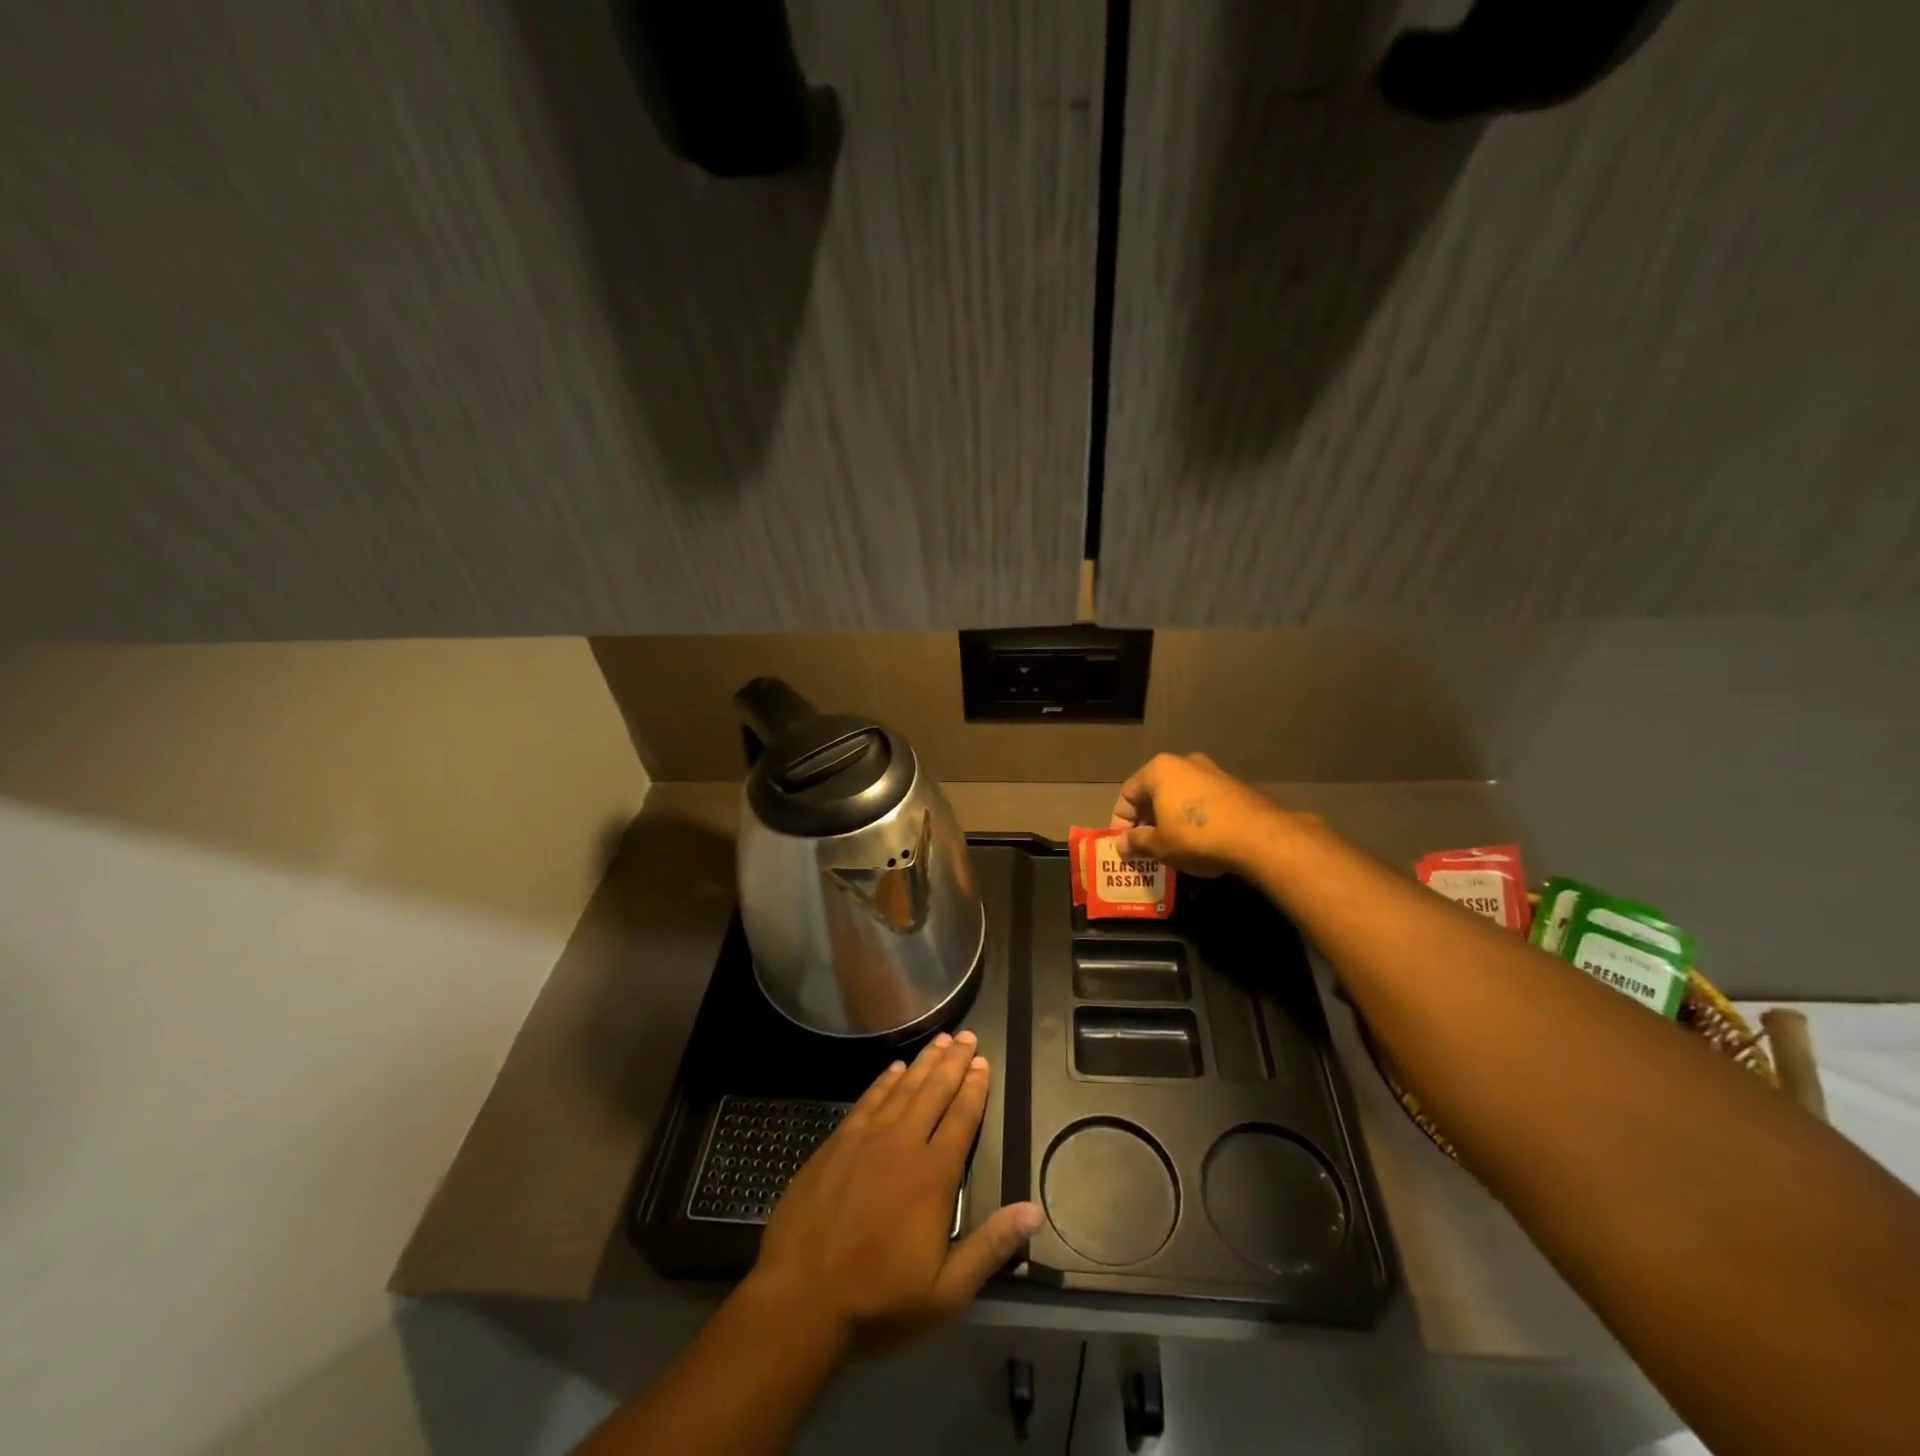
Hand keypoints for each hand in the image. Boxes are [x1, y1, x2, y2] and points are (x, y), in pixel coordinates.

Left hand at [747, 1031, 1044, 1354]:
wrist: (800, 1299)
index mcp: (933, 1175)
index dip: (975, 1088)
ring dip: (923, 1062)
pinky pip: (867, 1100)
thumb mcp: (945, 1292)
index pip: (961, 1118)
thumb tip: (1034, 1212)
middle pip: (934, 1092)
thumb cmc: (878, 1299)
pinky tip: (894, 1068)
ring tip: (940, 1040)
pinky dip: (884, 1081)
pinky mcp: (836, 1143)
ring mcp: (866, 1139)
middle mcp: (902, 1144)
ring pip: (902, 1088)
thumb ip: (990, 1247)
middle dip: (953, 1062)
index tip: (983, 1062)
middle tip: (966, 1036)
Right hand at [1109, 752, 1297, 876]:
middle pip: (1154, 792)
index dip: (1120, 822)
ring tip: (1170, 847)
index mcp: (1159, 770)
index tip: (1124, 846)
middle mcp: (1184, 762)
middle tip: (1144, 848)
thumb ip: (1136, 842)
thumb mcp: (1160, 846)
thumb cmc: (1197, 837)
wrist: (1260, 837)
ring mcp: (1213, 771)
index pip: (1127, 794)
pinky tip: (1198, 842)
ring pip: (1180, 796)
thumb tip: (1121, 844)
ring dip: (1170, 820)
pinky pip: (1202, 802)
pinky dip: (1193, 819)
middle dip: (1146, 821)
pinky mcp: (1234, 786)